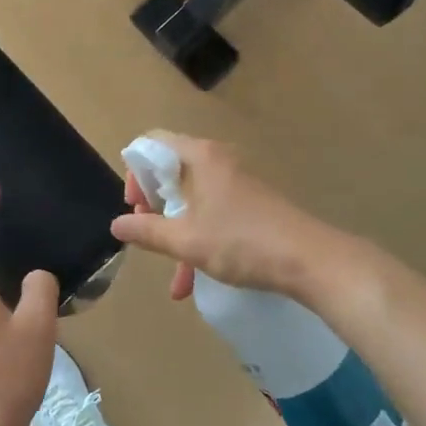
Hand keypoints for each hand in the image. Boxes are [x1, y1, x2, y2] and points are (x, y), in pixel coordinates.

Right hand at [110, 132, 345, 301]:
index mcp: (200, 157)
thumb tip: (116, 225)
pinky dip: (198, 240)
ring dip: (176, 235)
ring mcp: (236, 183)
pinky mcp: (250, 204)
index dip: (135, 171)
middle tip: (147, 234)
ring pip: (191, 201)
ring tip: (173, 276)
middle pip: (170, 173)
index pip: (153, 143)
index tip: (135, 206)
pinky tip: (193, 281)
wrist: (309, 260)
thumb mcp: (186, 240)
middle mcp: (218, 161)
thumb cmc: (241, 241)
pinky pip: (212, 214)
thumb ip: (147, 231)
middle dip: (153, 208)